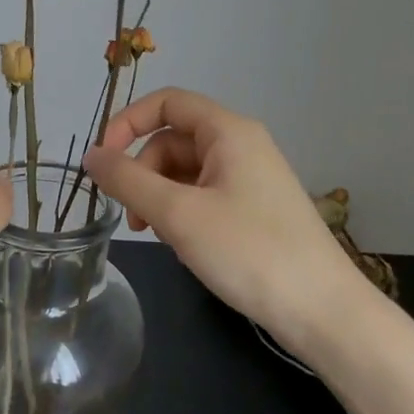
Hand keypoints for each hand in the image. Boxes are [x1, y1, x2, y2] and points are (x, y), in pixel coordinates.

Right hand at [81, 89, 367, 350]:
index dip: (127, 123)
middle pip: (173, 139)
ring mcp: (251, 178)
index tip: (102, 161)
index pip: (166, 103)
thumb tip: (91, 156)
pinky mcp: (255, 208)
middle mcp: (242, 145)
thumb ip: (128, 180)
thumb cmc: (249, 251)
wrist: (322, 310)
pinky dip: (182, 211)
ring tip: (155, 235)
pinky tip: (182, 244)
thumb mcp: (178, 214)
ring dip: (160, 196)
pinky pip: (205, 194)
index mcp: (228, 131)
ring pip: (186, 171)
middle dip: (143, 172)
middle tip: (132, 217)